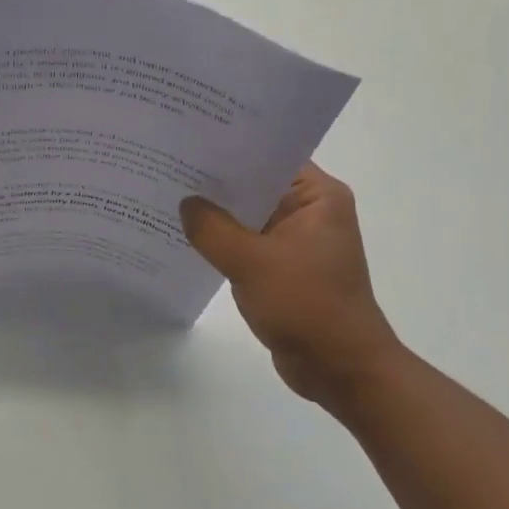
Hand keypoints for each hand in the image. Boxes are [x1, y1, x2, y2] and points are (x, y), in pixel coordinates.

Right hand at [181, 164, 401, 410]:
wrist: (341, 369)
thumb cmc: (307, 306)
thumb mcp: (252, 262)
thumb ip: (212, 228)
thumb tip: (186, 203)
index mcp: (318, 197)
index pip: (270, 156)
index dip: (231, 147)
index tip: (189, 138)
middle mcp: (310, 211)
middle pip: (256, 184)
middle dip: (216, 181)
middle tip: (167, 165)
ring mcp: (297, 241)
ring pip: (248, 216)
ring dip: (216, 213)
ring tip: (168, 195)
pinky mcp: (284, 268)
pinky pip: (247, 244)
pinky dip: (223, 241)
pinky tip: (186, 236)